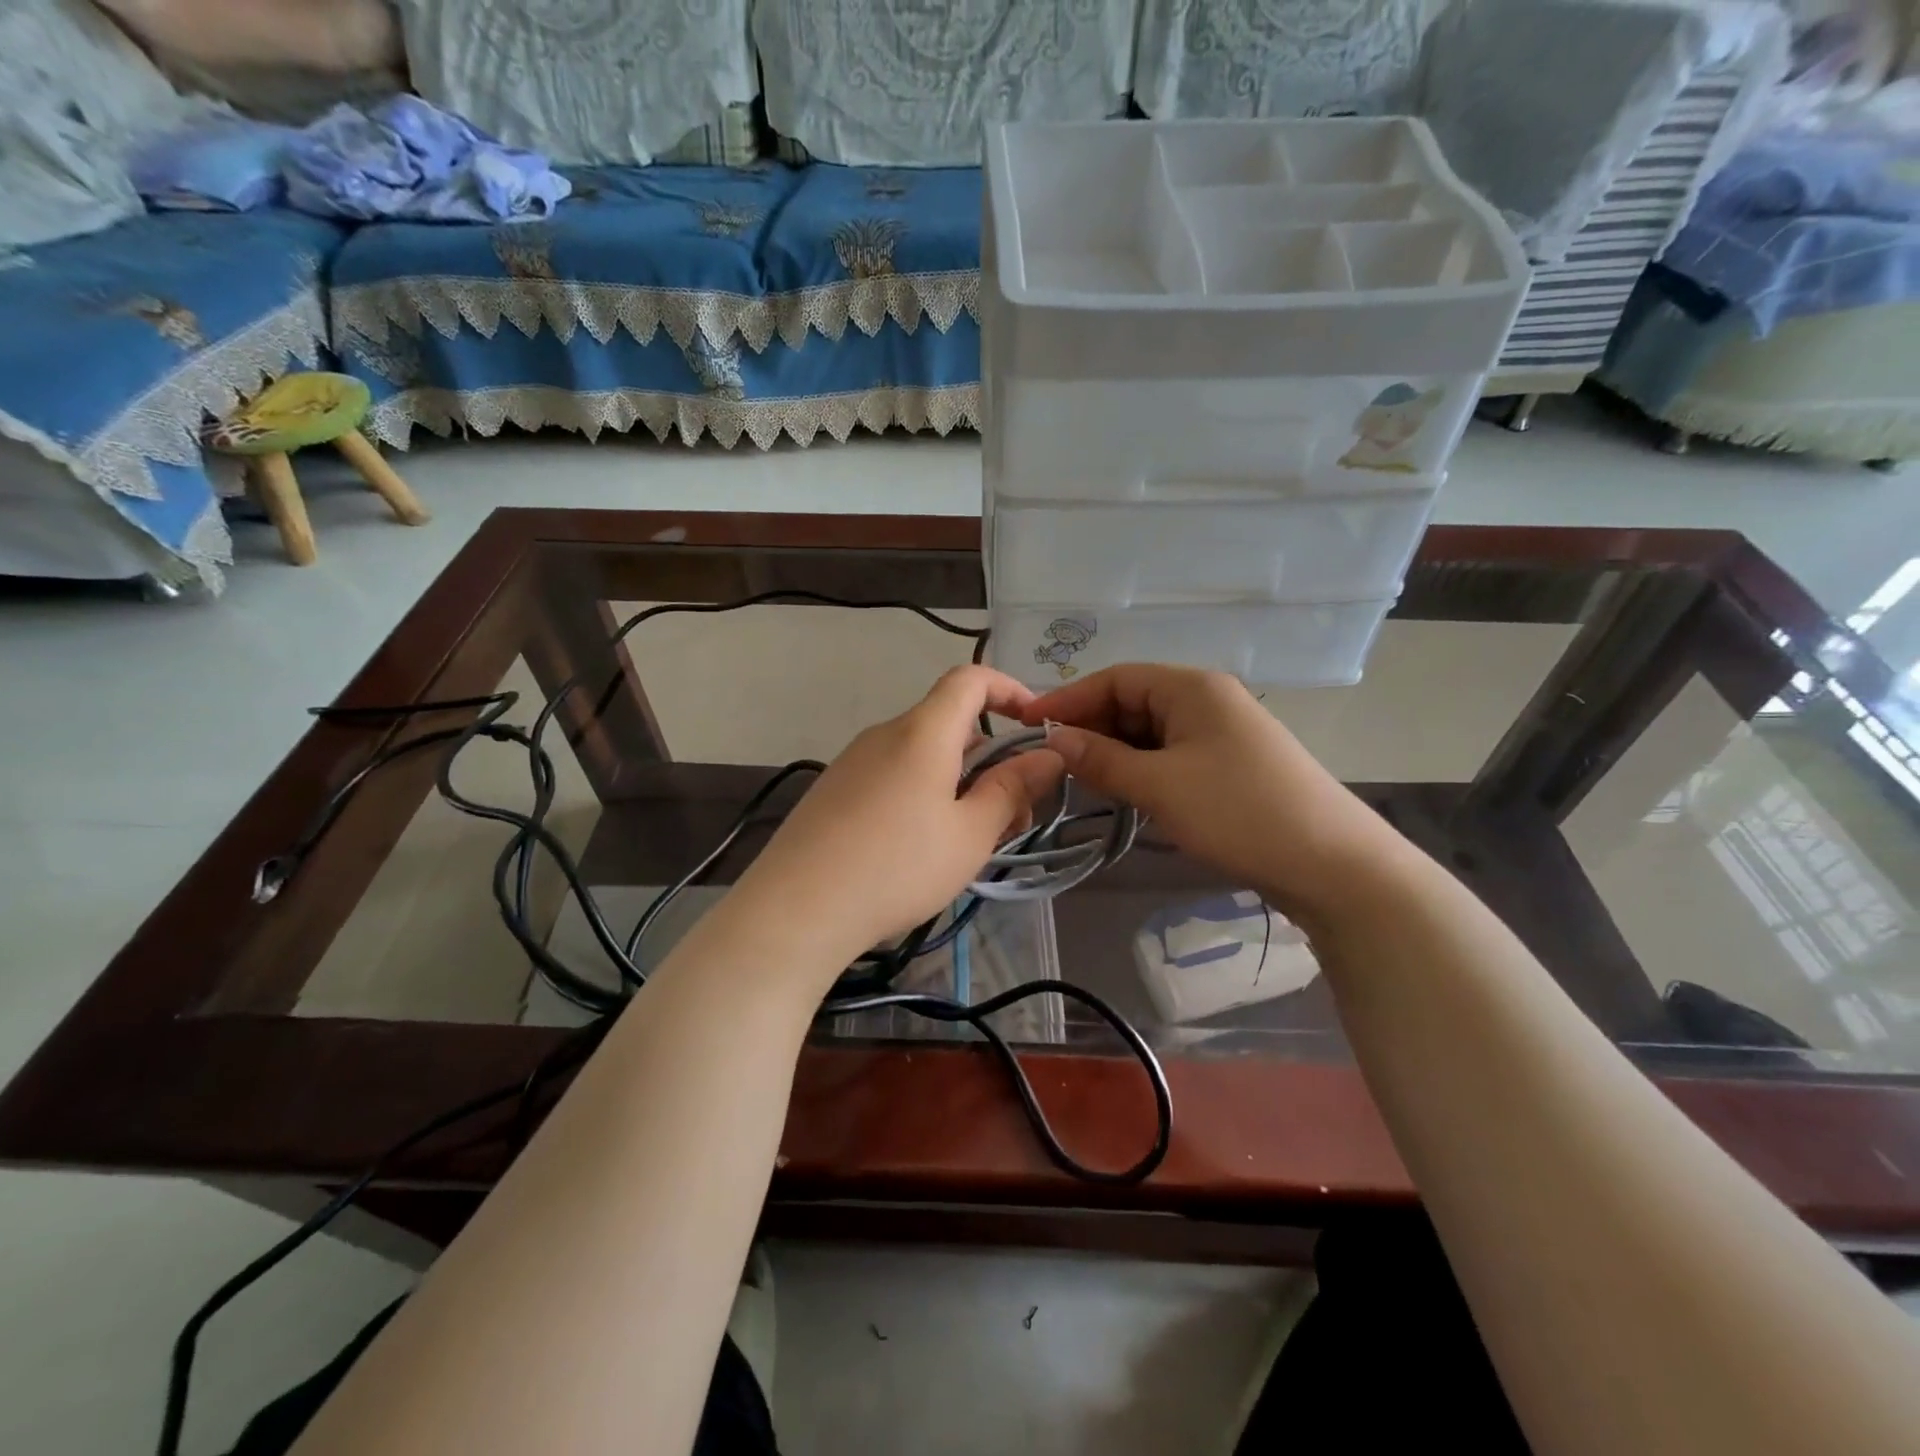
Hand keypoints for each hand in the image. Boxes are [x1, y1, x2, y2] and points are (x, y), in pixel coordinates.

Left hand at [734, 665, 1064, 970]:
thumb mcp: (970, 834)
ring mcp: (854, 761)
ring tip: (971, 843)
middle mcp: (885, 733)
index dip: (1010, 689)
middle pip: (950, 725)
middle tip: (1013, 817)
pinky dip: (924, 795)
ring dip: (960, 784)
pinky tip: (922, 849)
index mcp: (923, 732)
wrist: (797, 908)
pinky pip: (894, 776)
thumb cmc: (897, 867)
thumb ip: (1012, 789)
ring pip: (923, 757)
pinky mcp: (834, 790)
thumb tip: (1047, 755)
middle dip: (992, 760)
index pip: (970, 679)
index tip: (1037, 726)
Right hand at [1021, 665, 1405, 921]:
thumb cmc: (1239, 812)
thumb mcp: (1159, 785)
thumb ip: (1101, 759)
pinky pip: (1171, 754)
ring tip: (1080, 780)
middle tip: (1052, 761)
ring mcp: (1221, 732)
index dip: (1068, 699)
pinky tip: (1124, 792)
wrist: (1333, 864)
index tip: (1028, 726)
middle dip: (1090, 727)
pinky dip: (1141, 768)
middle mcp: (1206, 699)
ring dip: (1114, 751)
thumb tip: (1051, 739)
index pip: (1115, 678)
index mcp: (1191, 687)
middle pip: (1132, 701)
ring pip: (1150, 731)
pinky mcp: (1230, 764)